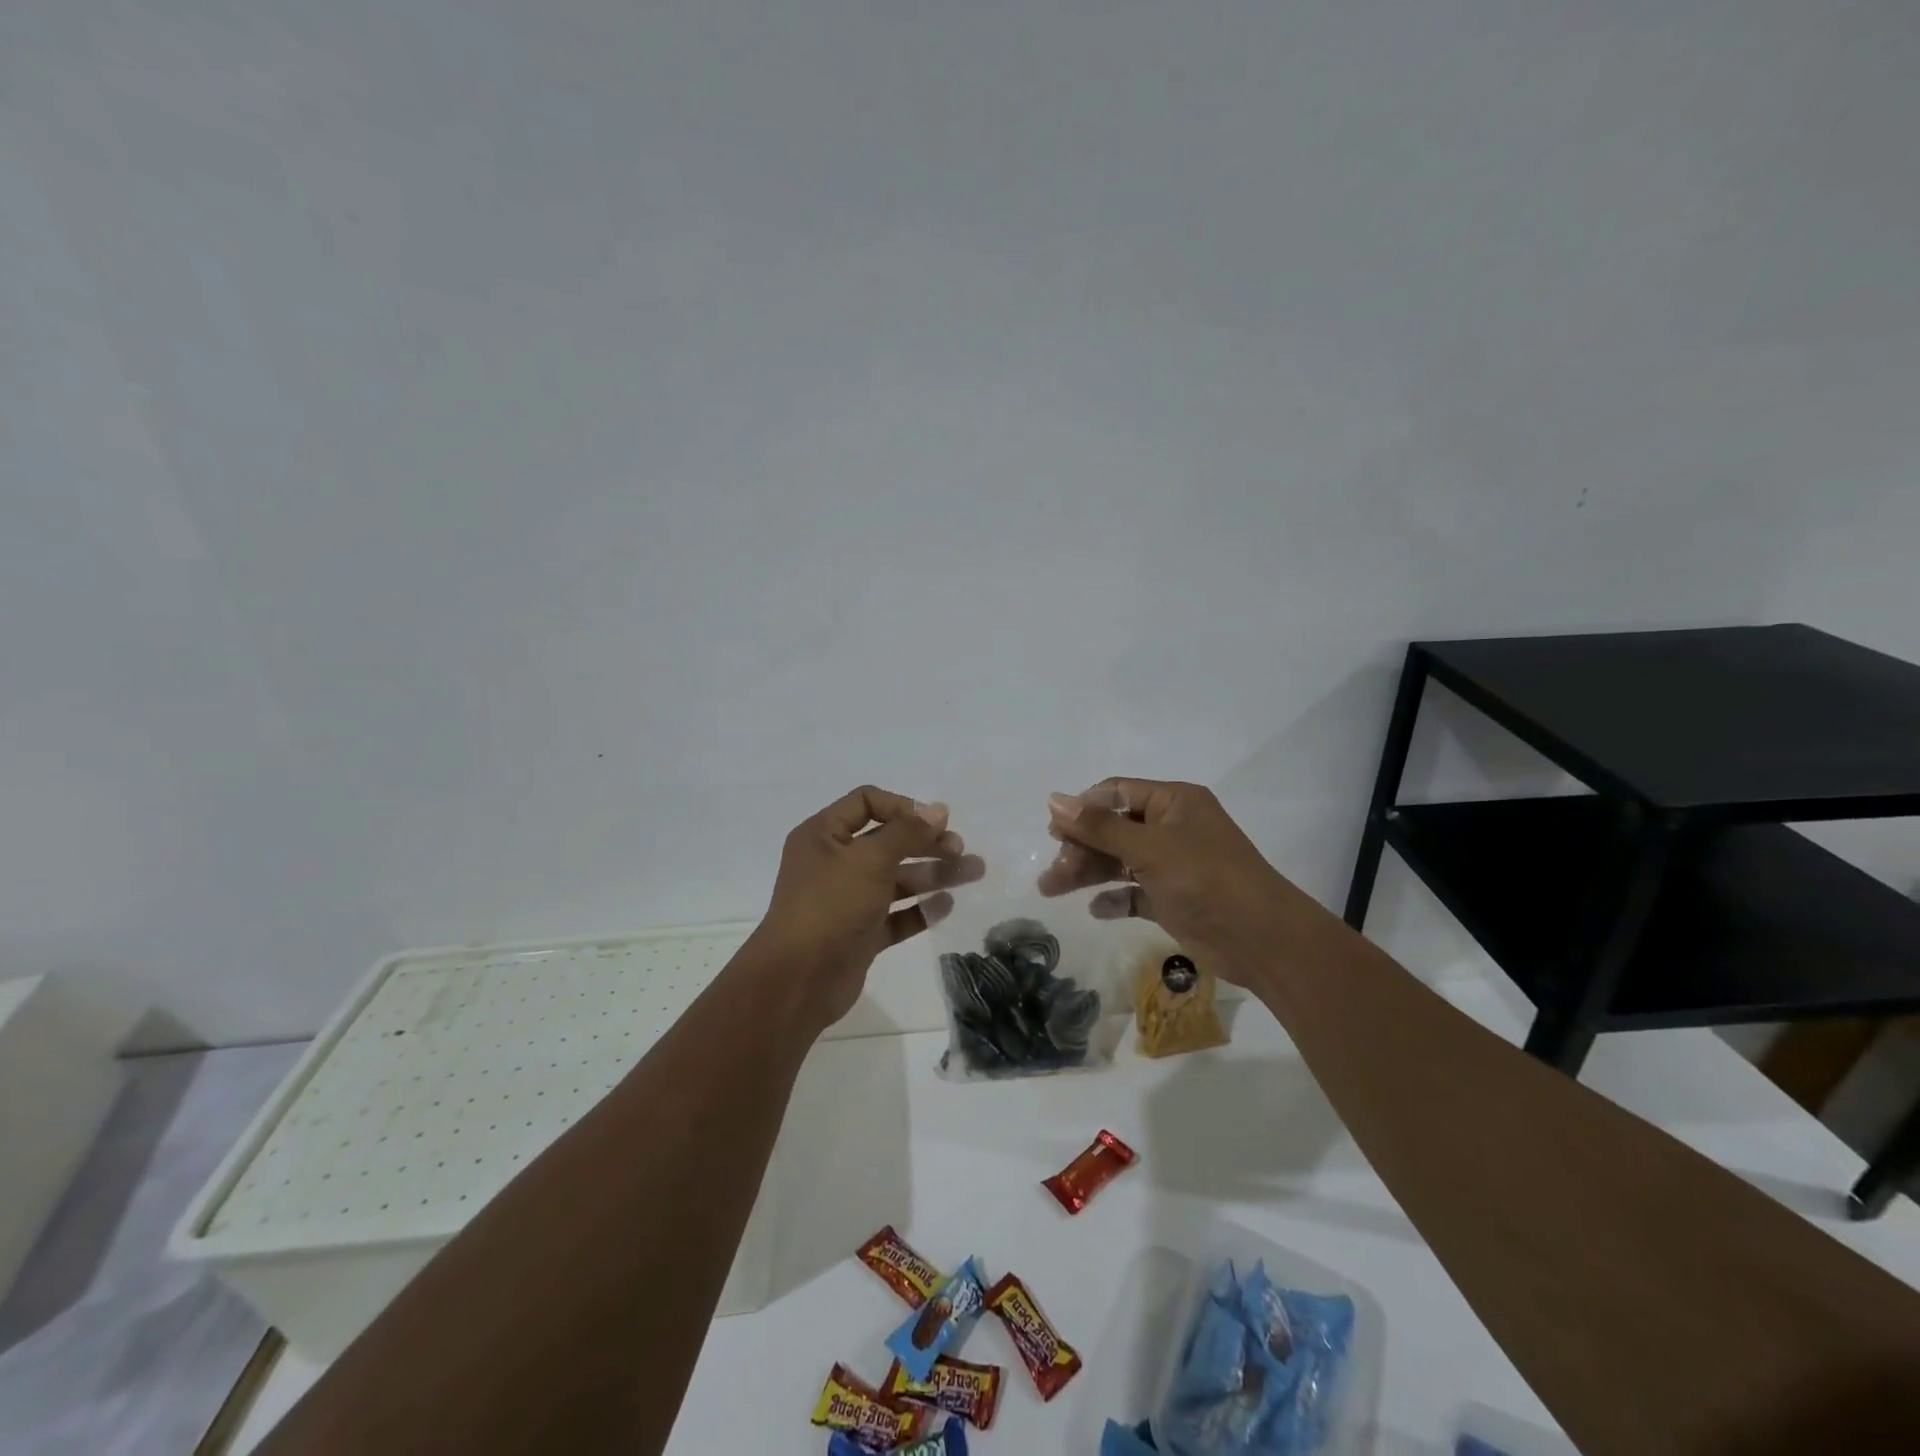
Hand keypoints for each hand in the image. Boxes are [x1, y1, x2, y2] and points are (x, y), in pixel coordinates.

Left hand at [745, 786, 984, 1029]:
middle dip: (926, 843)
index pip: (866, 803)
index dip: (902, 807)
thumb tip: (938, 809)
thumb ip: (907, 832)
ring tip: (972, 873)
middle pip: (887, 841)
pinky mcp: (860, 934)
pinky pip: (895, 915)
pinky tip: (947, 906)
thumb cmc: (830, 906)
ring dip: (932, 874)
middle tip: (960, 850)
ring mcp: (847, 900)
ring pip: (896, 879)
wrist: (799, 981)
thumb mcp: (870, 859)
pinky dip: (920, 909)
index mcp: (823, 835)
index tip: (935, 822)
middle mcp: (834, 863)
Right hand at [1038, 778, 1304, 984]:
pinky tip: (1096, 909)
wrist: (1261, 939)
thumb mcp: (1149, 848)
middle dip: (1081, 847)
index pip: (1118, 792)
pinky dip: (1115, 898)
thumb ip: (1099, 827)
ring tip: (1051, 889)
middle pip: (1114, 828)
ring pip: (1120, 861)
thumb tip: (1054, 800)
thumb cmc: (1205, 879)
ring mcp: (1174, 865)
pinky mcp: (1173, 899)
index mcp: (1174, 802)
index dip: (1083, 808)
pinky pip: (1135, 892)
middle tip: (1053, 872)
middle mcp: (1173, 828)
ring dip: (1088, 873)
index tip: (1053, 831)